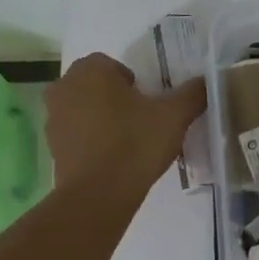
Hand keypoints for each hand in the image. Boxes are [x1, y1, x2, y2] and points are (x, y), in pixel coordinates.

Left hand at [44, 54, 206, 192]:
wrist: (99, 194)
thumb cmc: (135, 143)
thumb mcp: (174, 116)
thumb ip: (192, 94)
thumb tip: (206, 82)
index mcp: (90, 71)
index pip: (113, 65)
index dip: (133, 84)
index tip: (149, 106)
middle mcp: (65, 87)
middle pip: (95, 86)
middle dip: (115, 99)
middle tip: (141, 122)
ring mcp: (53, 118)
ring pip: (83, 110)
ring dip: (101, 119)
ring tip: (127, 143)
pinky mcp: (52, 147)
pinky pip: (76, 135)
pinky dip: (91, 142)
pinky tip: (112, 160)